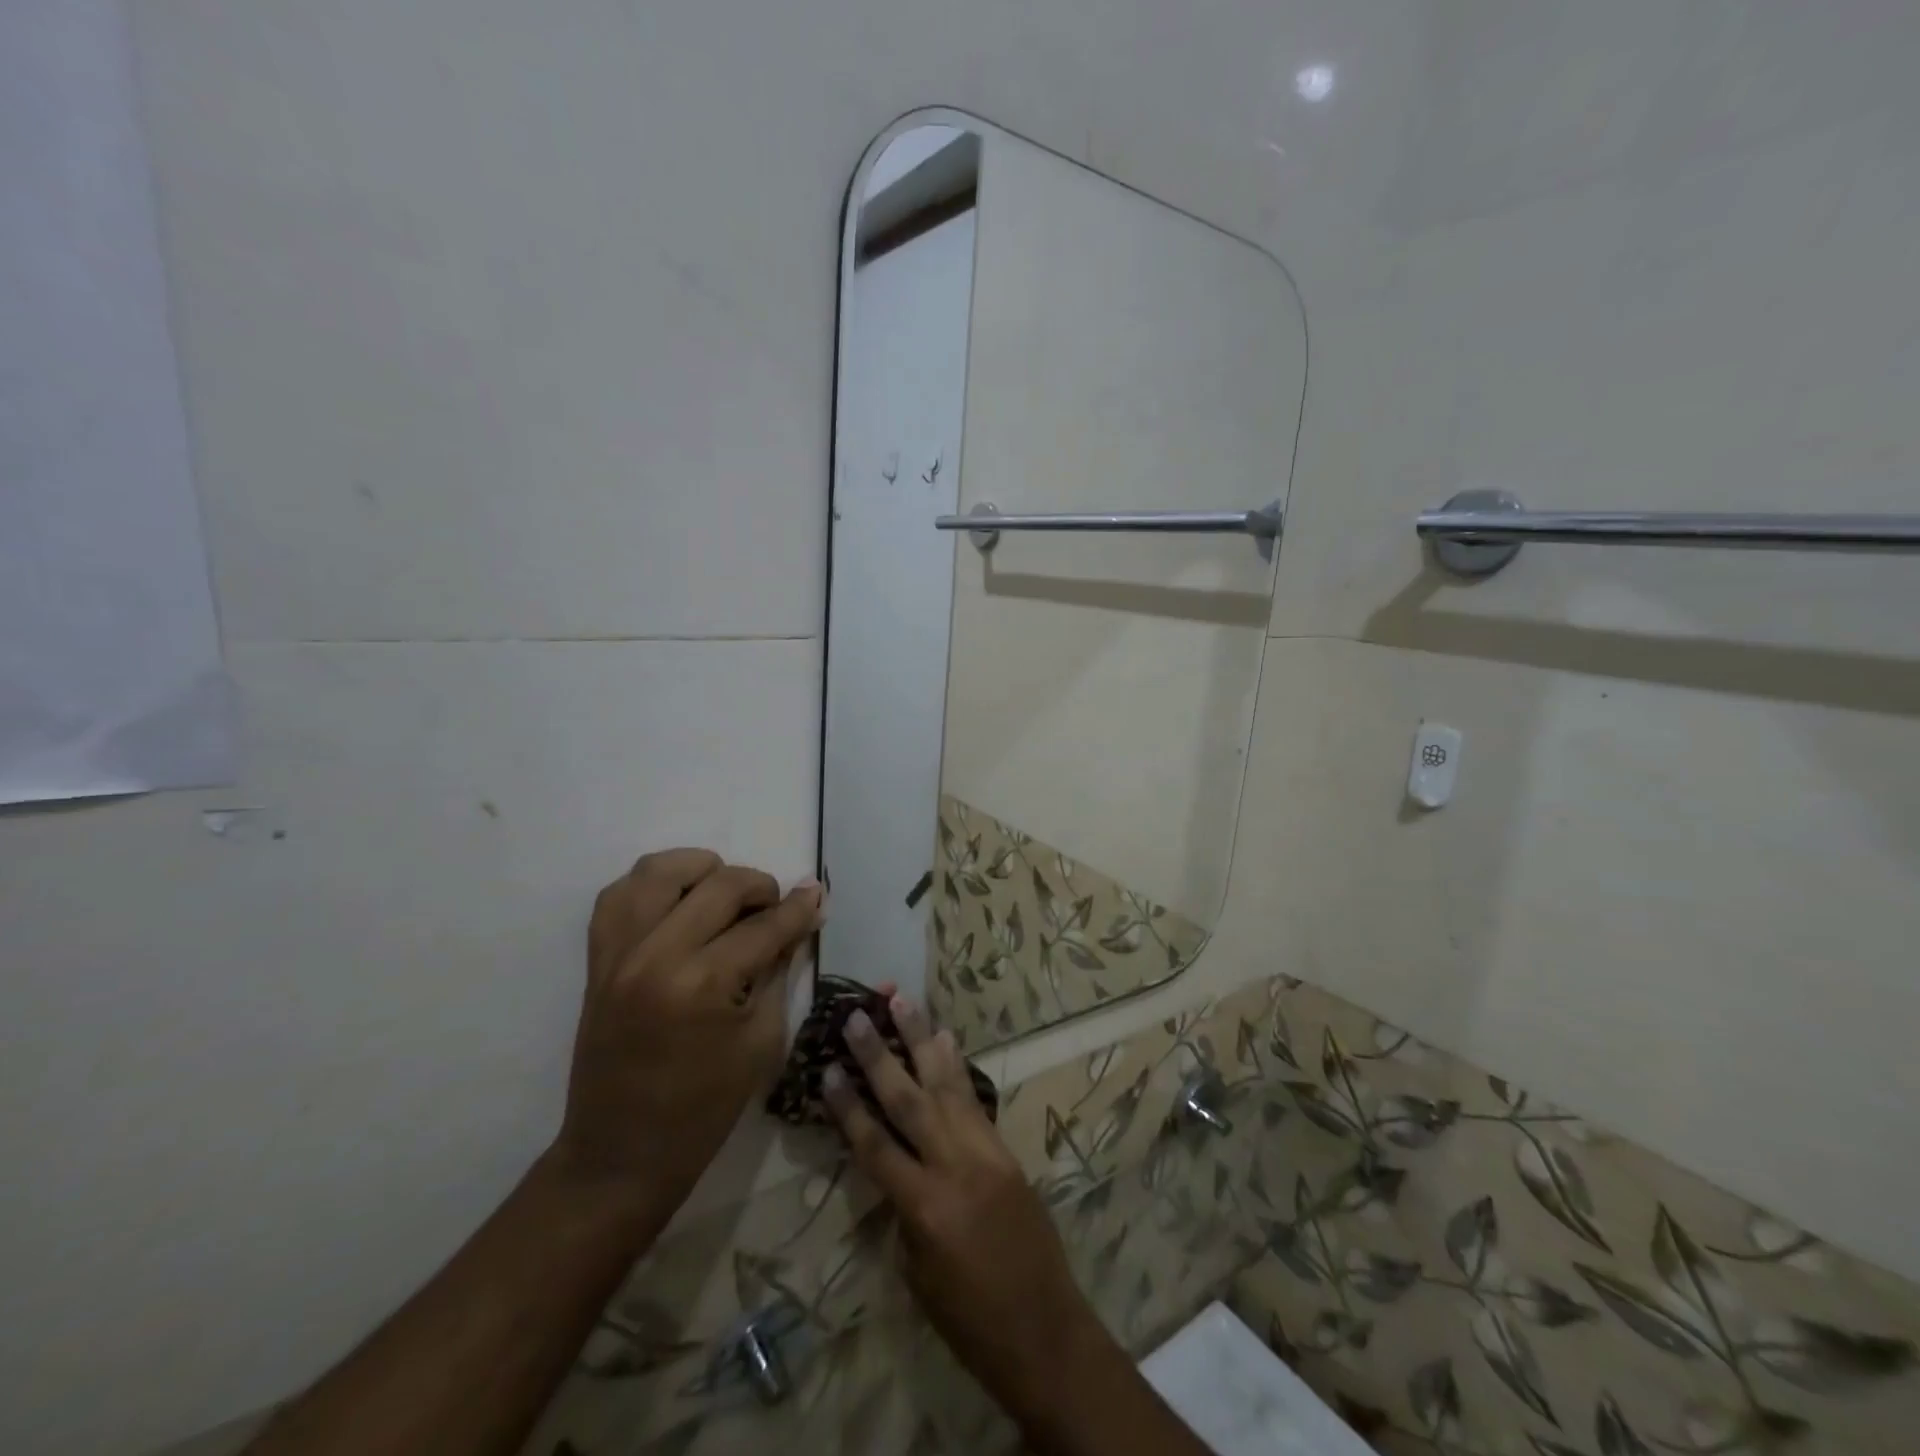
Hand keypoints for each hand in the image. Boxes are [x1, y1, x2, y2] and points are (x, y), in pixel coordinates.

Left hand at [551, 849, 822, 1216]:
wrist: (621, 1155)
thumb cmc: (704, 1108)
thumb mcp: (762, 1040)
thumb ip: (777, 969)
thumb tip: (797, 921)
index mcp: (703, 985)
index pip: (764, 926)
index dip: (799, 908)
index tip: (817, 896)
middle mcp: (655, 956)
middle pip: (719, 884)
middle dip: (760, 886)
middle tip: (776, 907)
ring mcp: (618, 954)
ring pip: (660, 870)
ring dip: (702, 871)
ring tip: (723, 894)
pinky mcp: (596, 960)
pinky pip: (618, 895)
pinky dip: (653, 885)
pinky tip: (679, 901)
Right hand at [823, 997, 1095, 1409]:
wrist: (1047, 1333)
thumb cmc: (971, 1323)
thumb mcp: (918, 1275)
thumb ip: (902, 1211)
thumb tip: (895, 1165)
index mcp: (924, 1209)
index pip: (875, 1145)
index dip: (848, 1106)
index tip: (826, 1067)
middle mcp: (955, 1167)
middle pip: (909, 1100)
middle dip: (880, 1055)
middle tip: (859, 1014)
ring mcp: (986, 1152)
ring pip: (947, 1084)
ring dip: (922, 1039)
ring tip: (904, 1000)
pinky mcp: (1006, 1150)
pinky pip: (974, 1100)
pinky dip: (956, 1067)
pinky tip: (946, 1039)